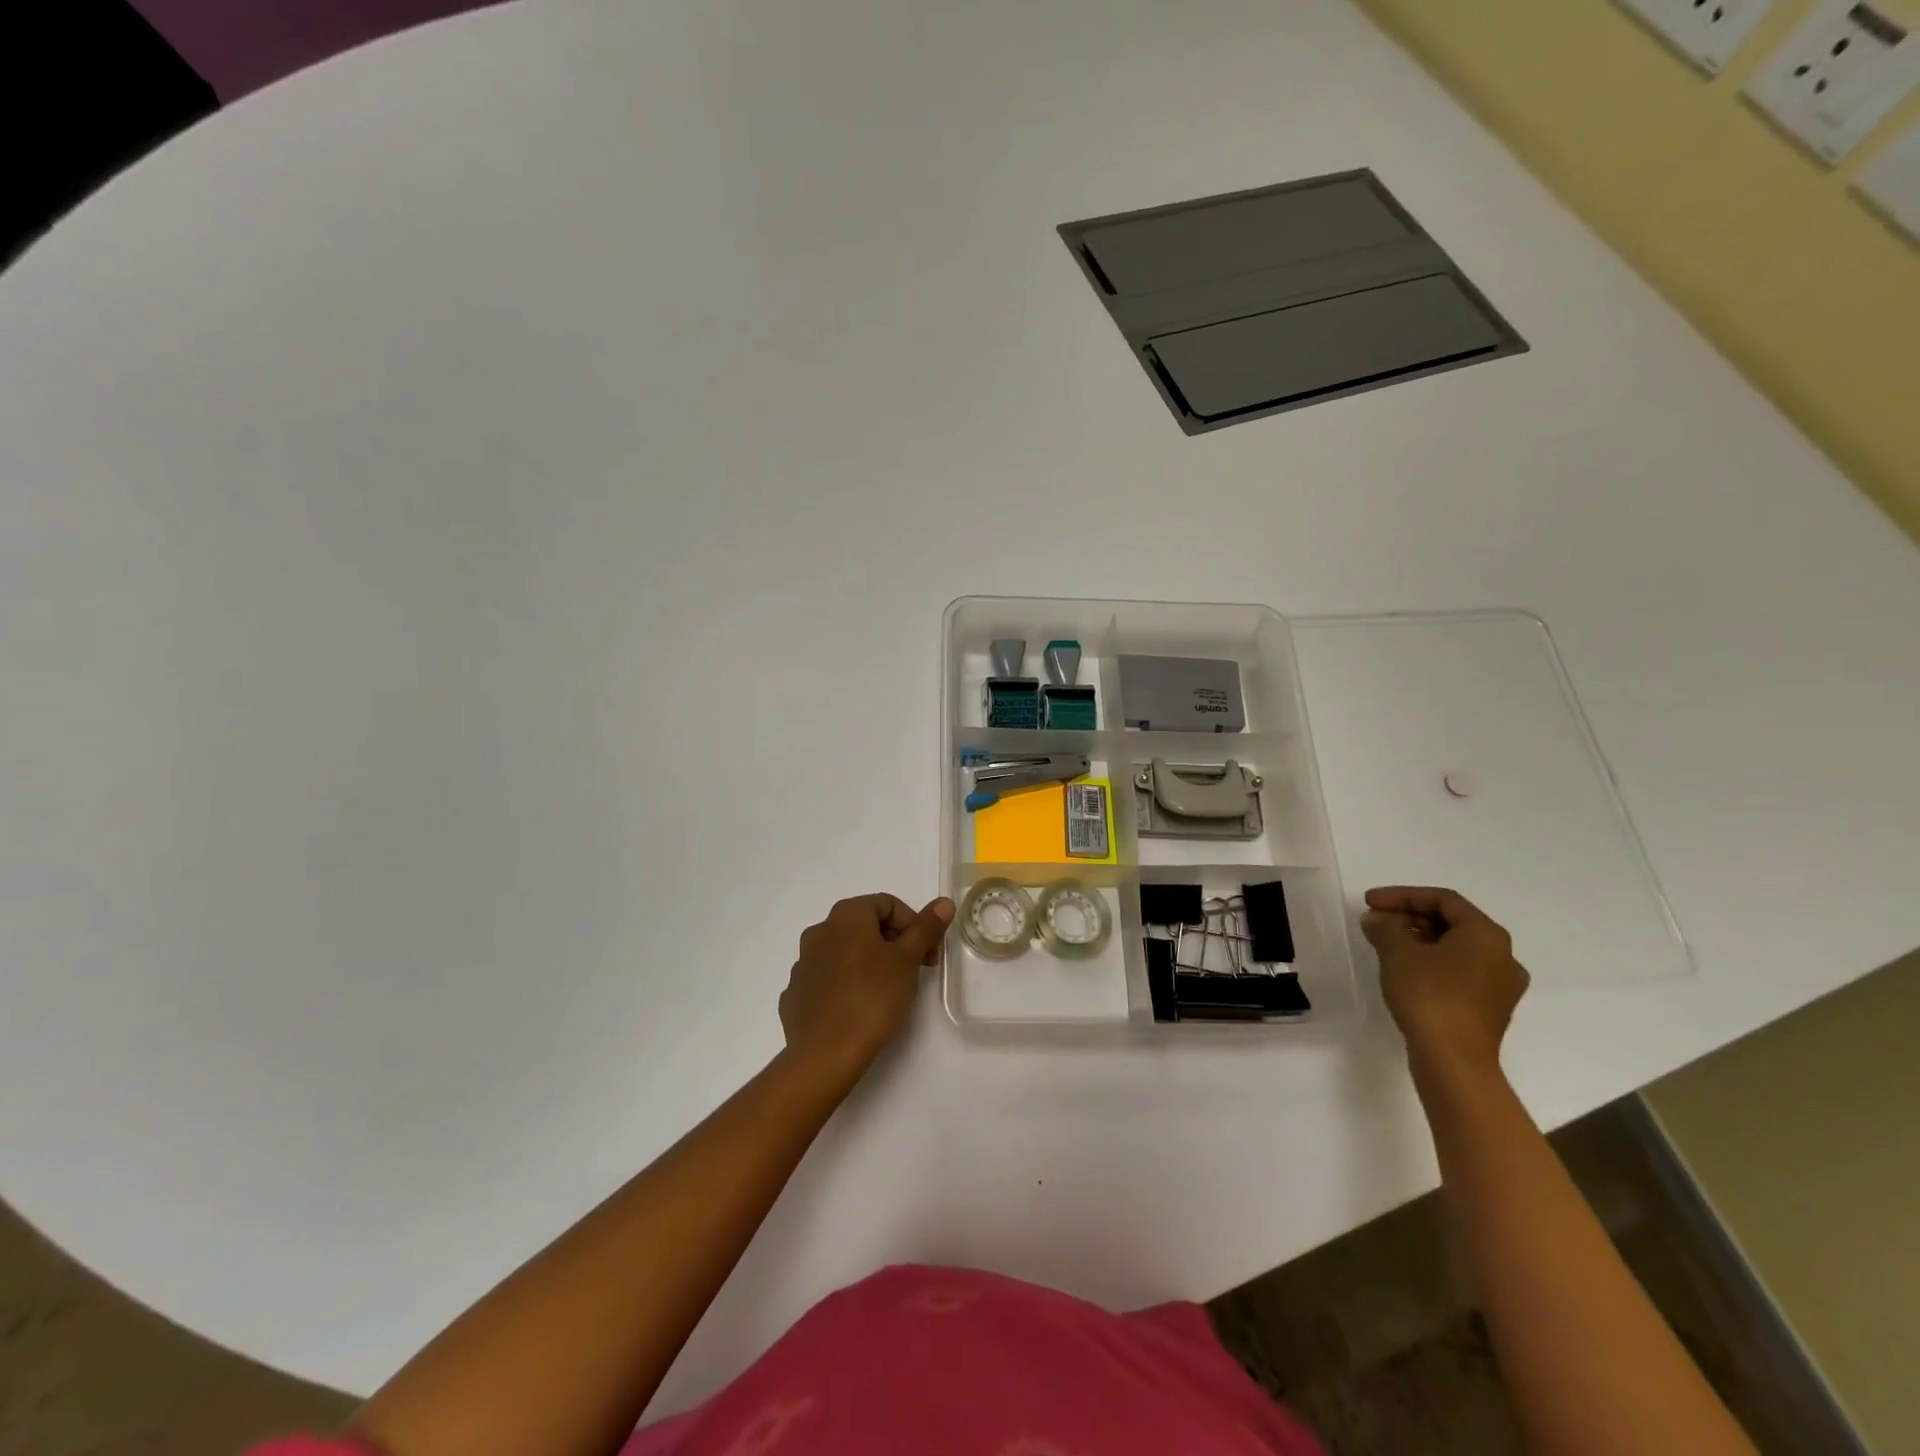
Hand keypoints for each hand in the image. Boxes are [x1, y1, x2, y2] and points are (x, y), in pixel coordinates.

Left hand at [779, 893, 954, 1085]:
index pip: (888, 904)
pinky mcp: (796, 993)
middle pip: (865, 925)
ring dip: (869, 962)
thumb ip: (925, 928)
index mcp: (846, 916)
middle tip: (914, 971)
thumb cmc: (872, 998)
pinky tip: (859, 1007)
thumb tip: (944, 902)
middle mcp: (819, 931)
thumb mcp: (907, 960)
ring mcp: (803, 963)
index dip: (914, 925)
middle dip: (894, 943)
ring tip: (888, 991)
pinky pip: (828, 978)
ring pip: (845, 952)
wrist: (825, 1055)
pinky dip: (847, 984)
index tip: (928, 954)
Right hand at [1362, 886, 1528, 1083]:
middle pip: (1452, 923)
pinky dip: (1431, 963)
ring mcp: (1500, 986)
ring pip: (1456, 949)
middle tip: (1376, 922)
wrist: (1454, 1060)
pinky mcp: (1489, 1009)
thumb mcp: (1398, 952)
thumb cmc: (1430, 995)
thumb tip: (1377, 919)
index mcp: (1486, 935)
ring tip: (1385, 945)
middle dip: (1410, 917)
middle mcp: (1503, 956)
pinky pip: (1459, 972)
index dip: (1402, 895)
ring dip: (1419, 940)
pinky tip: (1405, 971)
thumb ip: (1385, 927)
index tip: (1369, 902)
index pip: (1443, 900)